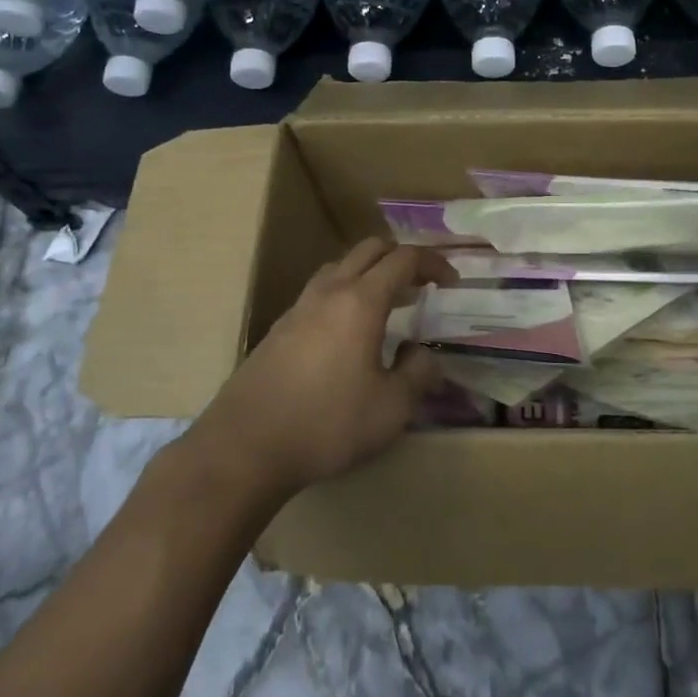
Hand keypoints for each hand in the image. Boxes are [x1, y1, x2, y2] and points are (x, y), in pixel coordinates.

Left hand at [187, 238, 455, 502]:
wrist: (245, 447)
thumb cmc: (327, 424)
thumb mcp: (391, 408)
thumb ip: (418, 374)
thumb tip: (423, 354)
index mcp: (361, 301)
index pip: (404, 259)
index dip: (433, 263)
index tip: (451, 282)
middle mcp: (329, 292)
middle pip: (370, 249)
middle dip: (402, 258)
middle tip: (421, 285)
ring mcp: (299, 307)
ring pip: (340, 266)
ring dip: (370, 272)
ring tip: (387, 303)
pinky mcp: (279, 328)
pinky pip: (320, 291)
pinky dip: (345, 293)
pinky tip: (348, 331)